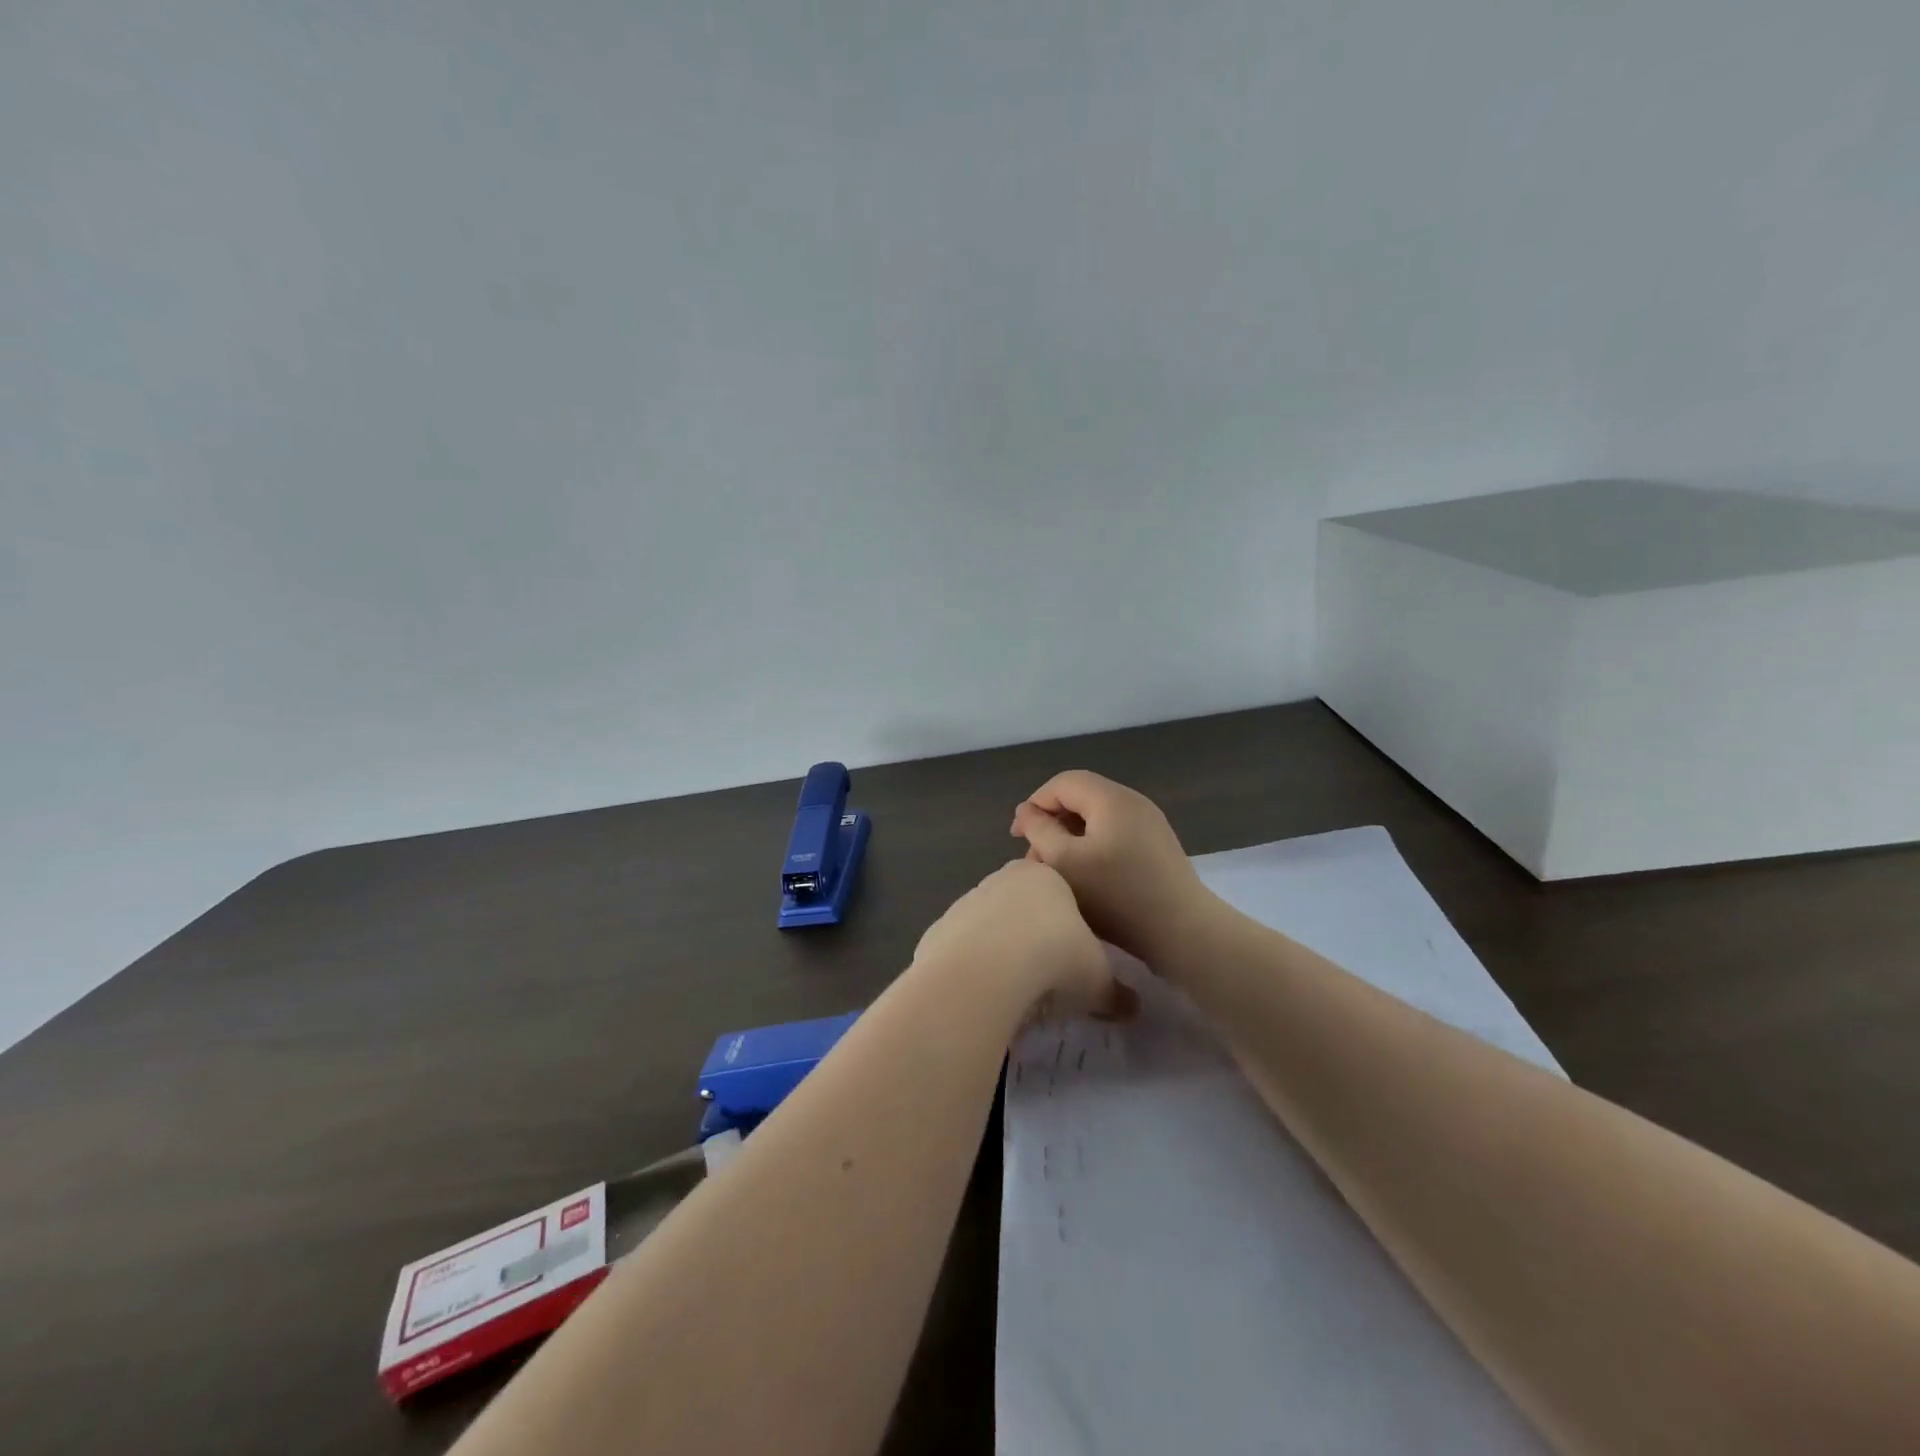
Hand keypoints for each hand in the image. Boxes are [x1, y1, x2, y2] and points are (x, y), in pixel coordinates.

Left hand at [913, 861, 1136, 1021]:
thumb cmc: (1053, 959)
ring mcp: (968, 901)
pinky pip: (962, 948)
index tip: (1074, 954)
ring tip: (1015, 988)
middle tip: (1047, 973)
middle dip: (1034, 933)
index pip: (1061, 889)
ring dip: (1001, 949)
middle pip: (1023, 904)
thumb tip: (1133, 1008)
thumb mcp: (1097, 980)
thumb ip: (1115, 992)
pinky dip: (973, 966)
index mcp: (1046, 877)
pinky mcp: (941, 928)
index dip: (1069, 923)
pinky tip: (983, 992)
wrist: (984, 970)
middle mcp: (1003, 879)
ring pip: (990, 924)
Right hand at [1010, 770, 1214, 972]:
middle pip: (1081, 798)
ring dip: (1071, 838)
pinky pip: (1116, 835)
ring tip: (1057, 872)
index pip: (1063, 783)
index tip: (1017, 838)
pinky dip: (1093, 848)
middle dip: (1052, 823)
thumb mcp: (1065, 862)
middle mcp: (1133, 802)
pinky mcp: (1158, 847)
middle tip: (1035, 858)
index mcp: (1111, 798)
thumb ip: (1039, 830)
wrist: (1182, 931)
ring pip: (1097, 819)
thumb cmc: (1116, 896)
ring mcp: (1150, 824)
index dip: (1035, 805)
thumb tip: (1027, 811)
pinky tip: (1087, 879)